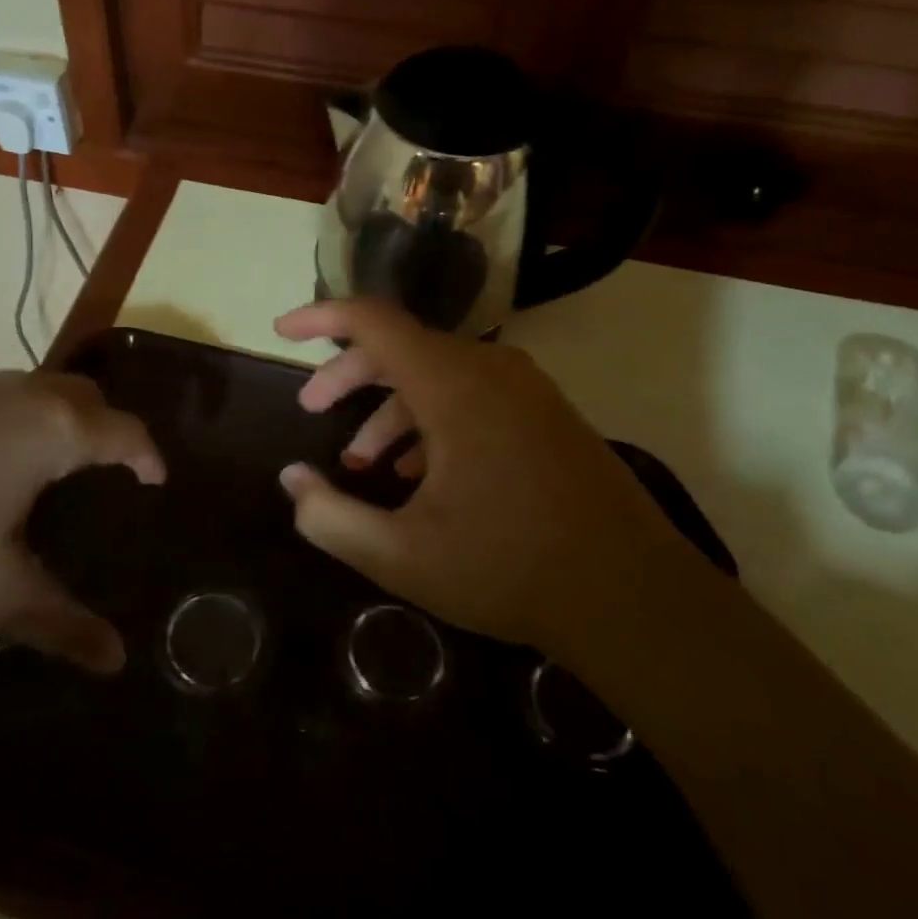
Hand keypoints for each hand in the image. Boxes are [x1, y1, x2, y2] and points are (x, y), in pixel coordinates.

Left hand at [0, 373, 163, 684]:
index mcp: (53, 430)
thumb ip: (60, 623)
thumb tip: (115, 660)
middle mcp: (18, 395)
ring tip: (47, 469)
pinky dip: (8, 424)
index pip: (124, 431)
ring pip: (33, 392)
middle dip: (106, 426)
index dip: (148, 455)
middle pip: (84, 396)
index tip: (157, 479)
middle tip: (108, 468)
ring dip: (55, 421)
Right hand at [274, 300, 697, 665]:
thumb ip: (330, 517)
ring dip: (388, 408)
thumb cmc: (510, 570)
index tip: (281, 332)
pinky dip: (429, 420)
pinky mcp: (545, 415)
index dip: (320, 318)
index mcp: (454, 386)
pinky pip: (471, 395)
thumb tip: (291, 480)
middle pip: (400, 347)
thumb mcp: (400, 556)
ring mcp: (526, 391)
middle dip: (347, 376)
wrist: (636, 600)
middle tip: (311, 410)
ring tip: (361, 463)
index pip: (373, 321)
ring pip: (436, 374)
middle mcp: (491, 371)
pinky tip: (417, 474)